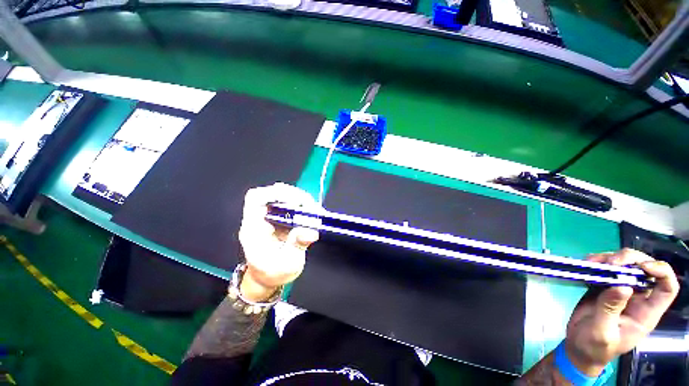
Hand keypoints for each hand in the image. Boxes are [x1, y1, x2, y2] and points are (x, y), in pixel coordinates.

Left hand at [237, 183, 319, 301]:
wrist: (267, 278)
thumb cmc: (272, 274)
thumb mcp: (287, 264)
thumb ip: (297, 245)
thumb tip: (311, 231)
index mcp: (254, 228)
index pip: (256, 198)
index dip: (274, 193)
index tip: (295, 200)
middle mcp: (261, 219)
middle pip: (272, 194)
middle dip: (293, 195)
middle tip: (310, 205)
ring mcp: (271, 218)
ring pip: (283, 197)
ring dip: (300, 199)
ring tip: (312, 209)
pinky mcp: (280, 219)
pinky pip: (290, 205)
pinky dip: (302, 206)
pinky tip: (311, 213)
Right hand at [565, 249, 678, 375]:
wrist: (579, 348)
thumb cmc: (595, 347)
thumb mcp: (602, 333)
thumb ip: (610, 310)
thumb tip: (623, 286)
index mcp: (646, 312)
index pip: (667, 287)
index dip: (661, 272)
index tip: (642, 266)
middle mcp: (637, 298)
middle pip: (645, 269)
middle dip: (630, 259)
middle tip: (610, 262)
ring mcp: (620, 291)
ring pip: (625, 265)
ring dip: (610, 258)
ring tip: (591, 263)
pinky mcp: (603, 287)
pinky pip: (605, 268)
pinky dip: (596, 262)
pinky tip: (585, 265)